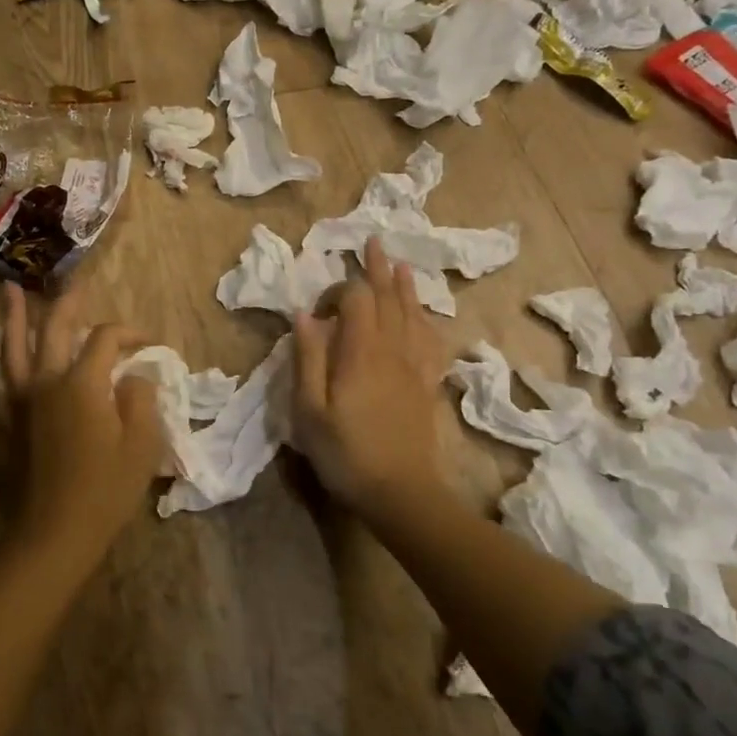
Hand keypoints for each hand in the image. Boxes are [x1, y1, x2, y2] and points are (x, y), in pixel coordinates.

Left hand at [2, 285, 164, 565]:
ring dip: (12, 319)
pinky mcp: (6, 430)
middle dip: (66, 305)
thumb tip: (131, 377)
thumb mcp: (142, 442)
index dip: (129, 333)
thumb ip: (139, 398)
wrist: (56, 536)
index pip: (105, 339)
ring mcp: (20, 406)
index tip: (148, 343)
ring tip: (9, 291)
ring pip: (12, 352)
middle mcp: (46, 383)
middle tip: (73, 285)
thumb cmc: (107, 489)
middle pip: (54, 331)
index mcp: (82, 383)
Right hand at [291, 237, 449, 526]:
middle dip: (378, 269)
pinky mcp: (428, 384)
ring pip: (413, 314)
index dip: (339, 290)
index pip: (356, 299)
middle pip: (388, 298)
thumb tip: (304, 314)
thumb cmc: (345, 453)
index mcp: (360, 351)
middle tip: (374, 242)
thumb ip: (307, 358)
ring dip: (405, 287)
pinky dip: (427, 320)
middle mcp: (392, 349)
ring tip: (401, 265)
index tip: (320, 309)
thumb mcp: (309, 410)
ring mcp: (415, 366)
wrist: (402, 493)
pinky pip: (432, 341)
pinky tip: (425, 316)